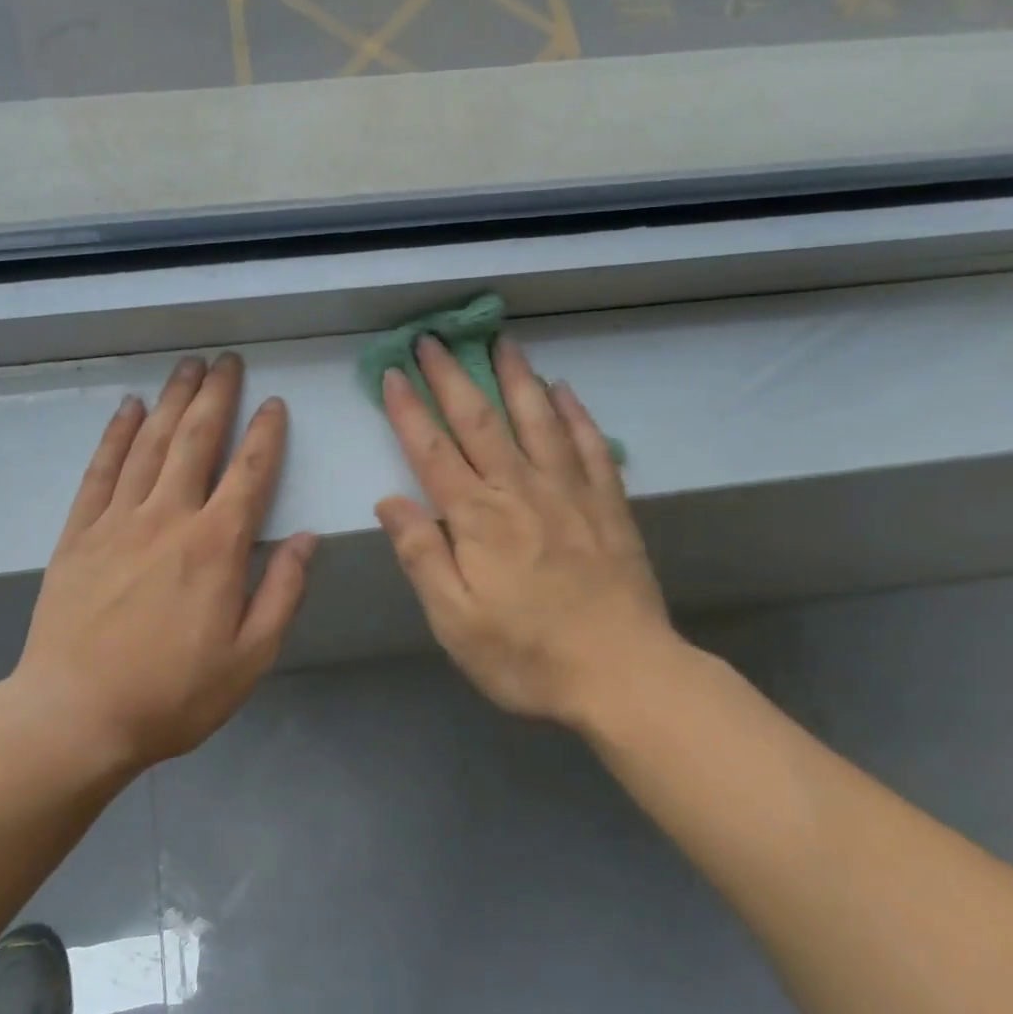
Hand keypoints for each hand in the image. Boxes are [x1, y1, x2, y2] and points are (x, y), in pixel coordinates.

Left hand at [4, 354, 316, 768]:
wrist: (74, 717)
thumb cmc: (173, 695)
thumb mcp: (250, 657)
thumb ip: (283, 592)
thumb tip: (307, 538)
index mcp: (215, 547)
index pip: (249, 473)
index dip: (265, 434)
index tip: (273, 404)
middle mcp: (168, 518)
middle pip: (195, 441)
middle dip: (216, 396)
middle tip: (226, 360)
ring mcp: (117, 522)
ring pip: (149, 445)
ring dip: (172, 402)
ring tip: (186, 368)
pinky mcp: (78, 535)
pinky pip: (101, 472)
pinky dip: (116, 436)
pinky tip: (128, 409)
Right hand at [375, 335, 682, 732]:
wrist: (624, 675)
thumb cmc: (527, 655)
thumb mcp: (455, 620)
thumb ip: (422, 556)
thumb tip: (389, 501)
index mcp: (477, 519)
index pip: (432, 452)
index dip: (409, 411)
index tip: (394, 373)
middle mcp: (520, 491)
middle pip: (480, 421)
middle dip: (453, 377)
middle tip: (434, 338)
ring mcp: (570, 493)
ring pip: (538, 420)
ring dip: (516, 377)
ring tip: (502, 341)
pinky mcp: (609, 505)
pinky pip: (590, 446)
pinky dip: (576, 414)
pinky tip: (565, 391)